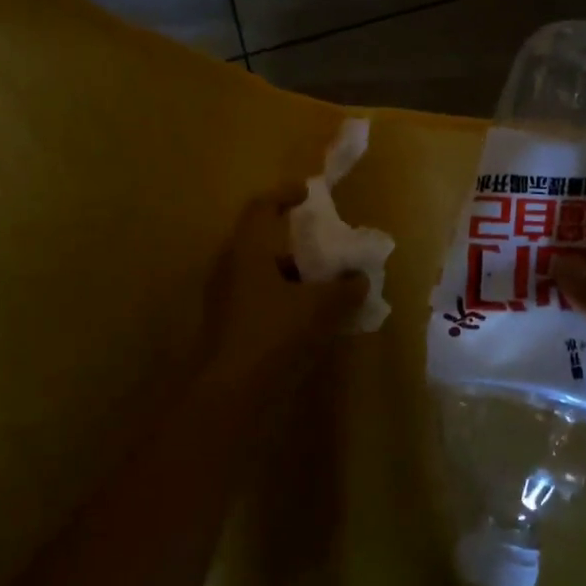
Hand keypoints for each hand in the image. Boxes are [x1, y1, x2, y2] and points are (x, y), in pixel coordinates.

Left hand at [194, 184, 368, 401]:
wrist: (230, 394)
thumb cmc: (273, 335)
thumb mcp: (319, 309)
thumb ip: (344, 290)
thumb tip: (359, 279)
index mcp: (247, 249)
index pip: (262, 206)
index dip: (285, 193)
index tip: (309, 192)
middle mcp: (231, 266)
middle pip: (262, 240)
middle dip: (295, 240)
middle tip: (326, 243)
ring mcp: (226, 298)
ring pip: (262, 272)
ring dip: (292, 273)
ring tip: (326, 282)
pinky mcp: (229, 326)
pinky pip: (260, 298)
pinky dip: (284, 298)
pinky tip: (310, 316)